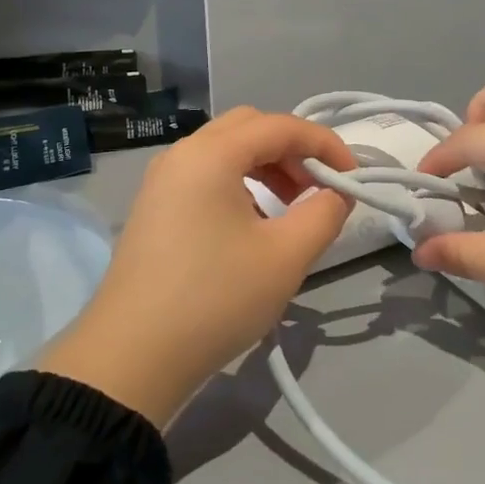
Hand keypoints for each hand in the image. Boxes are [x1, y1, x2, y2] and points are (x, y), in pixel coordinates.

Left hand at [38, 107, 354, 426]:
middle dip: (292, 150)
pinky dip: (239, 183)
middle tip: (318, 188)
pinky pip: (206, 174)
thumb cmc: (214, 299)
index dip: (324, 145)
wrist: (131, 357)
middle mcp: (183, 153)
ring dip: (266, 167)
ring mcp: (163, 179)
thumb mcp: (285, 257)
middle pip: (250, 128)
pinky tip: (253, 225)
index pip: (281, 126)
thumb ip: (324, 214)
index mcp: (212, 154)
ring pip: (226, 151)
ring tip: (292, 208)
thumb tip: (337, 193)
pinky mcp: (154, 206)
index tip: (353, 178)